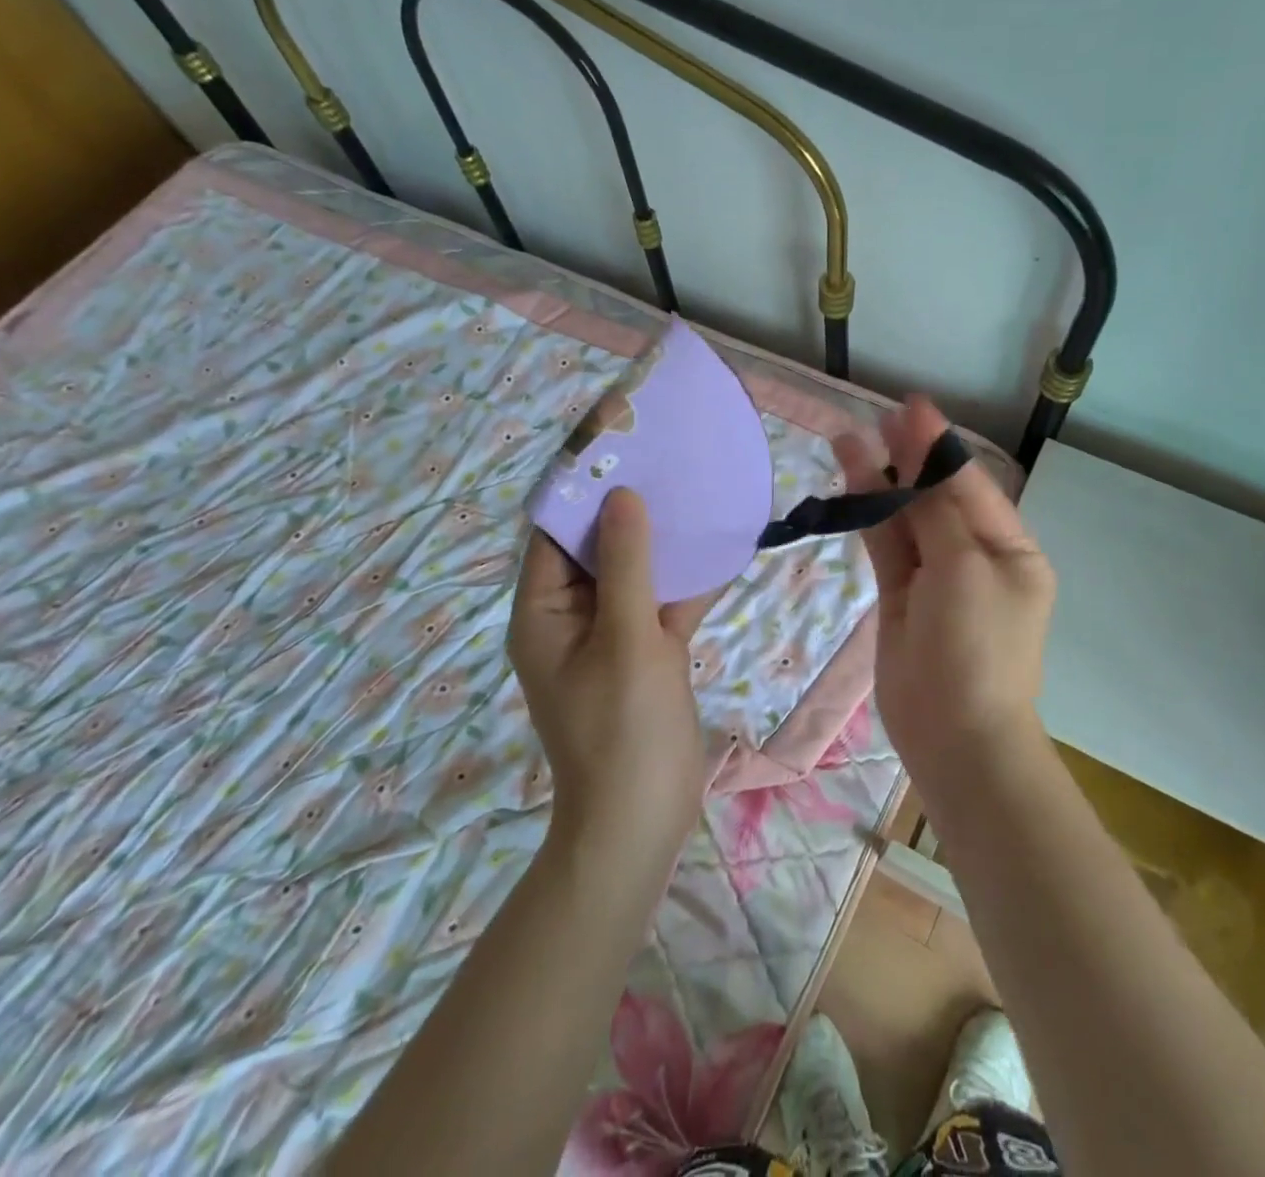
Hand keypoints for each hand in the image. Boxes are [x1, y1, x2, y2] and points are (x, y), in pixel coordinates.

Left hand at [508, 489, 713, 852]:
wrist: (642, 820)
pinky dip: (685, 582)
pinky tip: (721, 548)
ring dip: (662, 543)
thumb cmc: (623, 729)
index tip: (617, 444)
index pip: (554, 532)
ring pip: (634, 573)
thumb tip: (621, 495)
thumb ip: (626, 565)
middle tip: (666, 460)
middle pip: (595, 548)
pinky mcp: (644, 652)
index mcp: (543, 611)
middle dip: (628, 508)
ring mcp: (610, 635)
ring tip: (696, 491)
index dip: (580, 488)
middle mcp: (570, 616)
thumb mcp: (626, 639)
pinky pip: (660, 604)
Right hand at [833, 397, 1055, 767]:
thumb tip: (923, 459)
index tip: (910, 407)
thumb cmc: (976, 647)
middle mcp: (974, 557)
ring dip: (880, 481)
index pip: (969, 483)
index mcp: (1009, 548)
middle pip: (936, 496)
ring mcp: (936, 578)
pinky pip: (886, 547)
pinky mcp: (902, 598)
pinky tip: (850, 483)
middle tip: (877, 416)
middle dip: (908, 457)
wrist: (956, 737)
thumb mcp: (966, 568)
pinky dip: (869, 515)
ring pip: (905, 518)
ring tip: (848, 439)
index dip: (938, 444)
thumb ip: (938, 512)